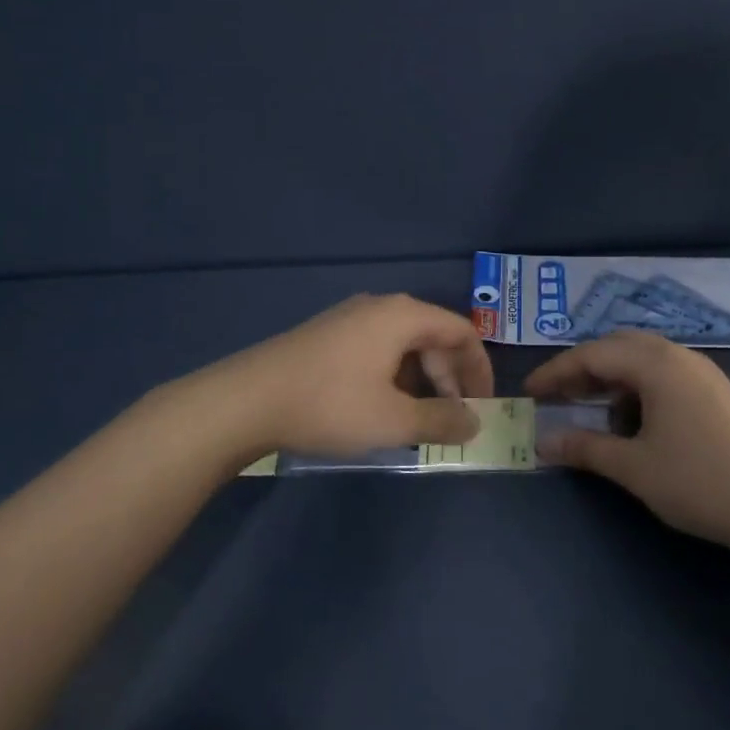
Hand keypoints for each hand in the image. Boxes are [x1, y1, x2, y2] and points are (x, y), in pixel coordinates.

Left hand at [221, 294, 493, 457]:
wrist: (244, 401)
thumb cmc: (330, 405)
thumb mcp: (394, 421)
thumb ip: (442, 420)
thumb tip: (475, 421)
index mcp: (403, 316)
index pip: (461, 332)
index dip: (480, 369)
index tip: (484, 405)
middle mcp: (380, 307)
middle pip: (433, 336)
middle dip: (450, 379)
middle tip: (452, 419)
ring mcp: (350, 318)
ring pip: (404, 345)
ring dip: (422, 381)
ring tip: (417, 421)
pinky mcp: (328, 336)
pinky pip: (378, 350)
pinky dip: (394, 377)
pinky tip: (382, 409)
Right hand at [525, 332, 729, 553]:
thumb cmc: (699, 482)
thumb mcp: (634, 467)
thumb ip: (585, 448)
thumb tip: (543, 442)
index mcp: (657, 364)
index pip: (594, 354)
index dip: (557, 371)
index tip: (529, 392)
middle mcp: (680, 356)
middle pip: (619, 347)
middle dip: (583, 368)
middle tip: (556, 395)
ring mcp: (702, 372)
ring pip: (643, 360)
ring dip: (611, 378)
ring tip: (591, 409)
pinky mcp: (715, 392)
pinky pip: (664, 375)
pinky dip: (637, 389)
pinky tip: (632, 421)